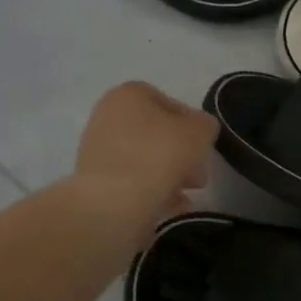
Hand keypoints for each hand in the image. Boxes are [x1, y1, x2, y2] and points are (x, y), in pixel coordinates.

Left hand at [74, 82, 218, 233]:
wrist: (111, 204)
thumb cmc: (157, 156)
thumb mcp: (199, 132)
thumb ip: (205, 125)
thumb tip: (199, 131)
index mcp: (130, 94)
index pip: (172, 104)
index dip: (193, 127)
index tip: (204, 149)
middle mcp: (108, 115)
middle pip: (157, 134)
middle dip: (181, 154)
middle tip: (198, 176)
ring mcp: (98, 150)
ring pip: (145, 159)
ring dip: (169, 174)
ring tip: (187, 195)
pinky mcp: (95, 181)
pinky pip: (132, 181)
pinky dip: (152, 190)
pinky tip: (171, 206)